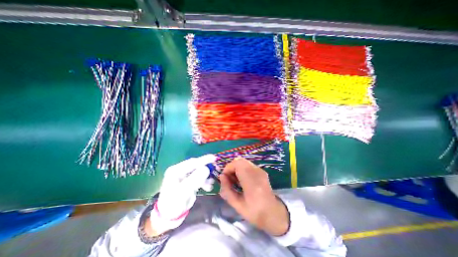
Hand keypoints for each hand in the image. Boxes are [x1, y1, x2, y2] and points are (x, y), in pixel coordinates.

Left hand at [148, 153, 216, 235]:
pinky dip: (205, 181)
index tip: (214, 158)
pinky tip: (208, 187)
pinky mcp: (189, 181)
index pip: (192, 162)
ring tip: (211, 183)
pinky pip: (199, 178)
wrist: (169, 217)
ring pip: (199, 172)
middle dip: (206, 168)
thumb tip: (206, 168)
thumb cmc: (173, 204)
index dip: (204, 159)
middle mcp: (180, 171)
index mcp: (175, 170)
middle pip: (196, 166)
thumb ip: (195, 179)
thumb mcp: (183, 191)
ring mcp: (185, 176)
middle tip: (216, 169)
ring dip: (206, 176)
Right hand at [219, 159, 288, 236]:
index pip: (237, 164)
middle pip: (240, 160)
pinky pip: (248, 165)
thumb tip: (221, 177)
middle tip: (229, 179)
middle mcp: (257, 172)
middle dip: (231, 167)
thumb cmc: (255, 213)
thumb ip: (227, 190)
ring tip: (235, 180)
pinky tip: (242, 180)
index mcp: (252, 182)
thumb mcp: (237, 205)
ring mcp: (260, 170)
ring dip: (236, 168)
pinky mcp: (262, 171)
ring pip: (244, 162)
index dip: (228, 168)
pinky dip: (242, 169)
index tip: (224, 178)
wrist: (274, 214)